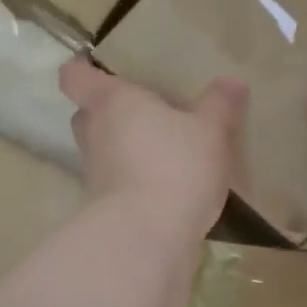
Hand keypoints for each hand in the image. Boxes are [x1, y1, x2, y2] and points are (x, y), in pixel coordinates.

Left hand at [60, 58, 245, 239]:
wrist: (147, 238)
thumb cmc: (174, 167)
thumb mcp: (209, 132)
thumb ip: (219, 105)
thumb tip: (231, 81)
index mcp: (111, 102)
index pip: (75, 77)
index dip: (82, 70)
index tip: (98, 68)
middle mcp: (94, 134)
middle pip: (87, 114)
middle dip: (109, 112)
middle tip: (143, 110)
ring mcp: (96, 174)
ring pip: (103, 150)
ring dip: (124, 148)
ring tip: (162, 148)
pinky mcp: (105, 208)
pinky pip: (118, 182)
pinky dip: (135, 180)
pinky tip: (168, 184)